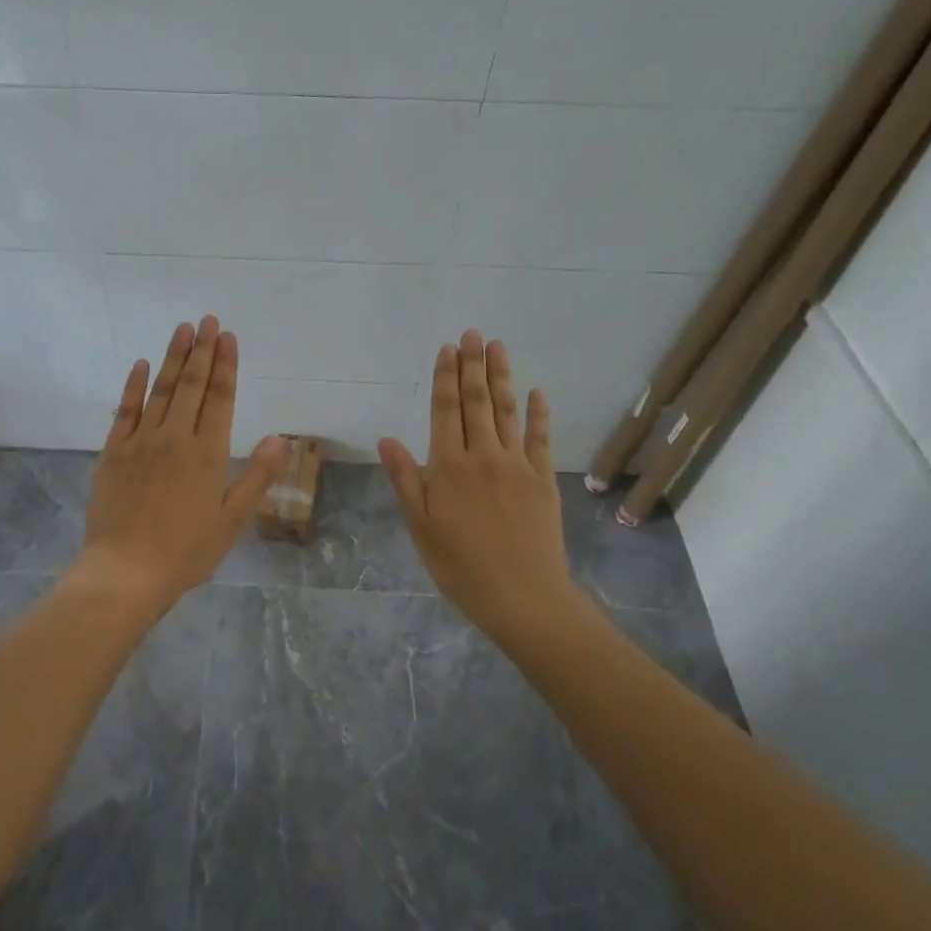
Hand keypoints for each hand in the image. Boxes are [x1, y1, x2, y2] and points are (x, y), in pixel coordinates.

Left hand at [74, 316, 287, 610]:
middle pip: (191, 386)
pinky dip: (134, 385)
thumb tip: (281, 439)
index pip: (220, 399)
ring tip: (182, 329)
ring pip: (161, 390)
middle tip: (207, 320)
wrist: (127, 572)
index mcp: (207, 454)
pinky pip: (125, 410)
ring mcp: (141, 442)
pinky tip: (141, 364)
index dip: (225, 366)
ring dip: (173, 358)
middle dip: (201, 350)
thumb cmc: (187, 552)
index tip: (228, 336)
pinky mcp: (113, 452)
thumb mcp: (232, 520)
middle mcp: (175, 438)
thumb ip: (257, 476)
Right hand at [379, 331, 584, 642]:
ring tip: (498, 347)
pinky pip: (540, 438)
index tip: (447, 350)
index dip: (445, 378)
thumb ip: (406, 480)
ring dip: (502, 377)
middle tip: (472, 334)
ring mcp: (517, 465)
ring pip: (507, 412)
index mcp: (449, 467)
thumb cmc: (460, 566)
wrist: (522, 596)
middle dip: (472, 365)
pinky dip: (538, 413)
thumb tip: (387, 439)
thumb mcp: (420, 527)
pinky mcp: (543, 479)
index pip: (446, 411)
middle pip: (477, 402)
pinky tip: (537, 392)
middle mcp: (483, 456)